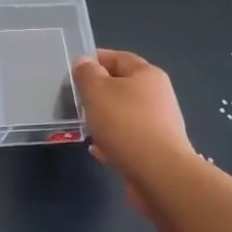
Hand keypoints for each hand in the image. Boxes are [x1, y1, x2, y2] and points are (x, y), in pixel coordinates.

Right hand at [72, 49, 194, 198]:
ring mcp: (158, 124)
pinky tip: (96, 149)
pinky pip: (127, 138)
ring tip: (84, 125)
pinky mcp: (155, 150)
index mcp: (147, 75)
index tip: (73, 70)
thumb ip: (87, 74)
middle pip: (122, 86)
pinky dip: (112, 140)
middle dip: (98, 92)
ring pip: (124, 114)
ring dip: (104, 117)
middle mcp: (157, 96)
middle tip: (75, 99)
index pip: (118, 57)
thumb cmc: (126, 124)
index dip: (94, 59)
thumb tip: (84, 62)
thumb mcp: (97, 91)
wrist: (159, 174)